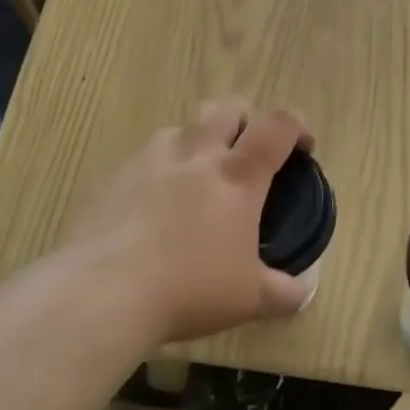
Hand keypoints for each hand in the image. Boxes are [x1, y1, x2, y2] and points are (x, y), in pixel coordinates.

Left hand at [65, 99, 315, 344]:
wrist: (104, 292)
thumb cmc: (190, 290)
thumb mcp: (252, 300)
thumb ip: (287, 292)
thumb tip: (305, 288)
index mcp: (237, 178)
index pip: (277, 127)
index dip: (298, 127)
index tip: (303, 149)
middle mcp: (195, 157)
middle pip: (226, 109)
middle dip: (245, 121)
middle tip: (247, 154)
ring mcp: (148, 162)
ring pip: (180, 129)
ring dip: (197, 144)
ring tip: (196, 180)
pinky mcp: (112, 178)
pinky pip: (141, 159)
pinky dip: (157, 172)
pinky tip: (151, 208)